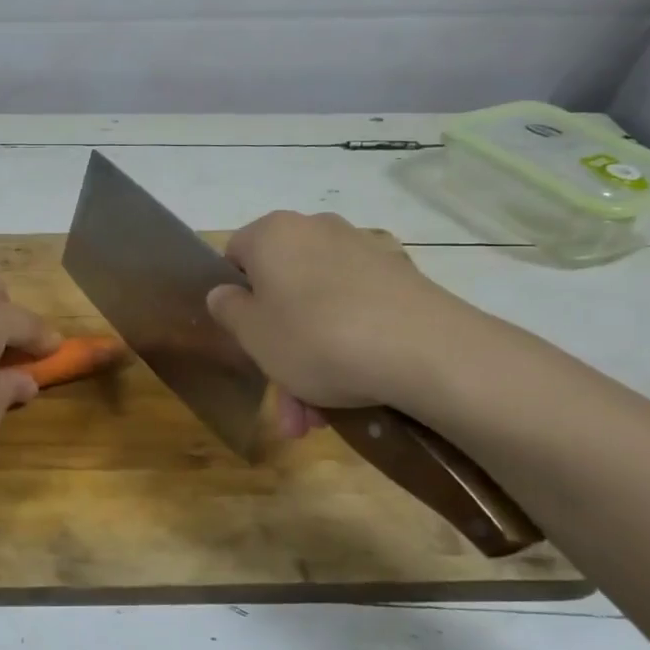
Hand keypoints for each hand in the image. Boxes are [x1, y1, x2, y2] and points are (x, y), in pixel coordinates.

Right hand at [205, 211, 487, 432]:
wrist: (424, 351)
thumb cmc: (315, 337)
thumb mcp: (252, 334)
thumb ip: (228, 309)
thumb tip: (225, 292)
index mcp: (273, 233)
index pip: (235, 256)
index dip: (234, 300)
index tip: (244, 340)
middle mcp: (317, 229)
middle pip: (282, 291)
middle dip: (277, 351)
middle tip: (283, 404)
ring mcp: (364, 252)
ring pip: (319, 310)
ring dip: (310, 364)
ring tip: (316, 420)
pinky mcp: (401, 278)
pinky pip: (356, 312)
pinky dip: (348, 348)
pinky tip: (353, 393)